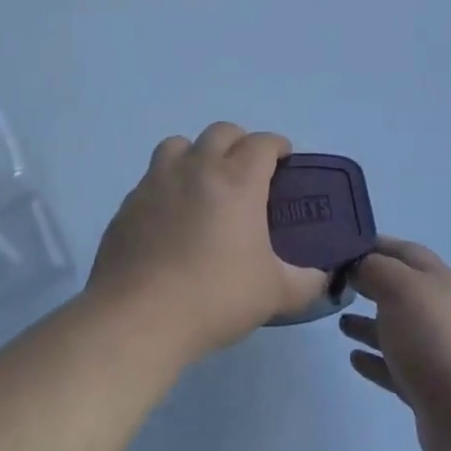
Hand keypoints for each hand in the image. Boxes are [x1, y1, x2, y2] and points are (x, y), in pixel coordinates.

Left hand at [89, 123, 328, 362]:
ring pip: (179, 144)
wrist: (137, 318)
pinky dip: (167, 185)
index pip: (262, 143)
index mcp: (237, 181)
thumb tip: (322, 277)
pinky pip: (152, 178)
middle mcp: (197, 169)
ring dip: (196, 154)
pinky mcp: (128, 204)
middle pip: (221, 132)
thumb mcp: (275, 294)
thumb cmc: (214, 297)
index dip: (277, 146)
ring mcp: (157, 182)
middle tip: (247, 172)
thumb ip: (306, 282)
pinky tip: (170, 218)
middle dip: (239, 143)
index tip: (284, 160)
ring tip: (203, 184)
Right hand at [339, 239, 450, 450]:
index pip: (405, 252)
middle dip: (371, 284)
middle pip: (401, 290)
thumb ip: (375, 269)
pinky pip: (395, 366)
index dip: (376, 245)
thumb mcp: (400, 288)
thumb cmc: (433, 339)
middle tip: (336, 284)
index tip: (343, 247)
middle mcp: (441, 311)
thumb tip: (359, 265)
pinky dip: (375, 359)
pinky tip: (354, 358)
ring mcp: (436, 351)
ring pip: (397, 329)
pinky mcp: (428, 388)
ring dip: (369, 323)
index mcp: (439, 280)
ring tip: (340, 322)